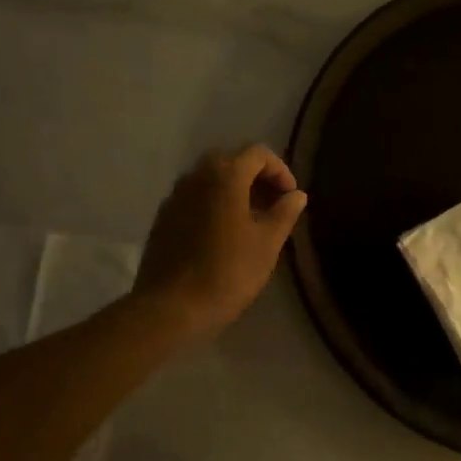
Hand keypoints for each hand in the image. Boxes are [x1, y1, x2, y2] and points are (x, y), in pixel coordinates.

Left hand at [133, 145, 307, 341]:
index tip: (290, 198)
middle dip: (256, 178)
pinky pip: (194, 197)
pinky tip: (222, 233)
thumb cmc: (227, 272)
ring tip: (250, 221)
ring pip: (210, 179)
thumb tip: (297, 195)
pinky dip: (213, 203)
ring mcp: (175, 195)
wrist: (171, 306)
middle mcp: (196, 175)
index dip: (280, 171)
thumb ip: (284, 213)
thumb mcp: (267, 244)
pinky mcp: (163, 216)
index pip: (258, 154)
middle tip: (272, 206)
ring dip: (234, 190)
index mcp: (225, 175)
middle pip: (232, 162)